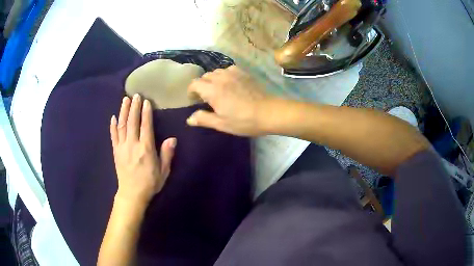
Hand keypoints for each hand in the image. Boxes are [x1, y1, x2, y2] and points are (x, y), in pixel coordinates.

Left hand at [110, 94, 175, 204]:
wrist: (132, 194)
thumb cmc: (150, 183)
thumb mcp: (163, 171)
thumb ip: (166, 154)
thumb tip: (172, 139)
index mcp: (146, 148)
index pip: (146, 126)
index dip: (146, 112)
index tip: (146, 101)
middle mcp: (133, 144)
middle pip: (132, 122)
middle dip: (134, 107)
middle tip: (135, 95)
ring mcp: (122, 147)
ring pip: (122, 125)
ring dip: (123, 111)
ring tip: (125, 100)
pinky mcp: (115, 151)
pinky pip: (113, 136)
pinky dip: (113, 126)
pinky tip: (113, 117)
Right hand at [187, 66, 275, 135]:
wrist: (268, 113)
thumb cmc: (243, 121)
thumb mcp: (221, 124)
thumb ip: (203, 119)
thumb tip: (189, 119)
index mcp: (212, 90)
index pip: (194, 83)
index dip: (191, 91)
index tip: (194, 100)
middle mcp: (220, 78)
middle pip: (205, 76)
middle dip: (202, 85)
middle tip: (206, 98)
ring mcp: (233, 73)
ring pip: (216, 72)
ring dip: (213, 79)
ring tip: (218, 90)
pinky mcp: (244, 73)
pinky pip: (228, 69)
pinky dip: (225, 75)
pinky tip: (230, 83)